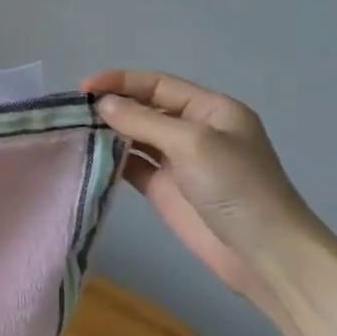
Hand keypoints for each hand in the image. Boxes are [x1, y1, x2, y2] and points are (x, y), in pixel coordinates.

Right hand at [82, 70, 327, 315]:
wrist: (264, 254)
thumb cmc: (237, 187)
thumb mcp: (193, 143)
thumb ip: (144, 120)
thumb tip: (102, 104)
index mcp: (211, 110)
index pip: (158, 84)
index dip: (120, 81)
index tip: (83, 88)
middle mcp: (193, 130)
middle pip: (144, 107)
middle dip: (111, 106)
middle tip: (72, 112)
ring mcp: (178, 161)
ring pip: (134, 136)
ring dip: (107, 132)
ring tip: (72, 131)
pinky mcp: (164, 189)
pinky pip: (131, 165)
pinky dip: (110, 159)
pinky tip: (87, 156)